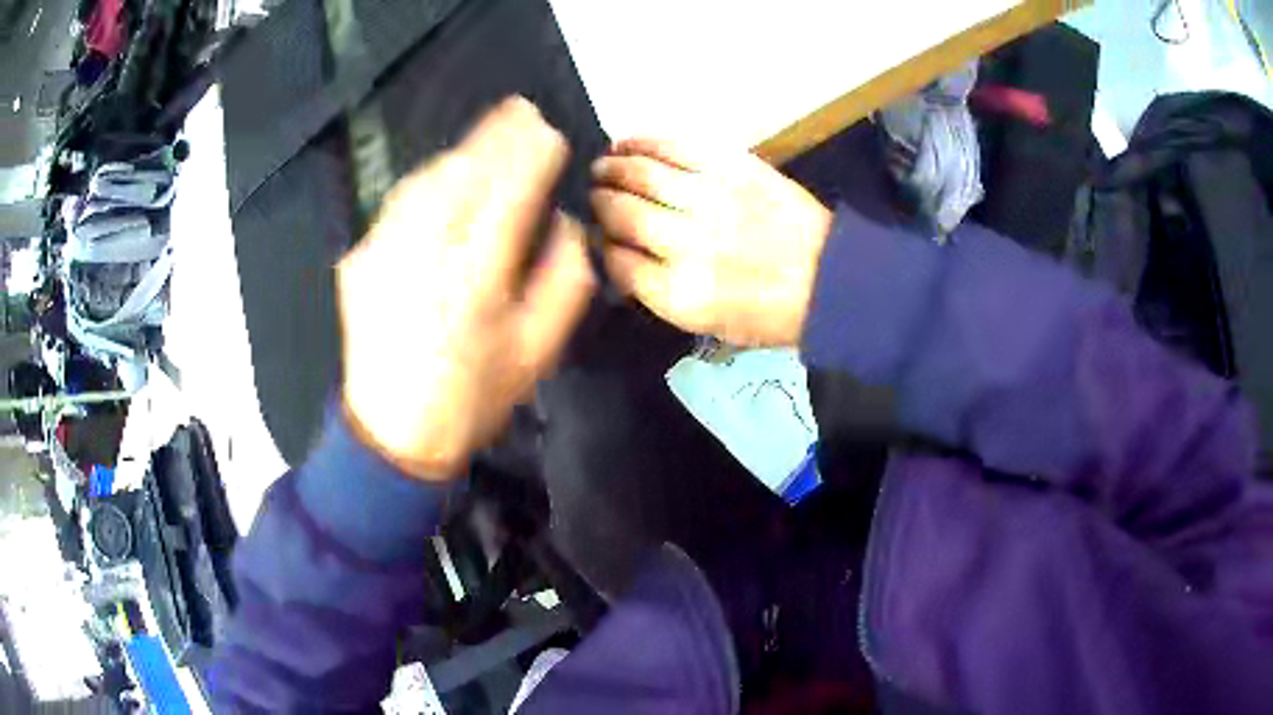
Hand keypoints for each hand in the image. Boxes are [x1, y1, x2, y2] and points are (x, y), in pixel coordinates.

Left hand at [338, 97, 594, 478]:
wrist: (395, 434)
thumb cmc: (475, 396)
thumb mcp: (538, 352)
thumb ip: (563, 281)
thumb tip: (564, 224)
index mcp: (476, 280)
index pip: (510, 193)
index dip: (533, 154)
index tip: (550, 133)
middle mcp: (426, 255)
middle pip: (464, 172)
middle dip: (497, 135)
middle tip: (522, 111)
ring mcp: (384, 254)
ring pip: (425, 181)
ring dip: (460, 151)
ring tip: (487, 137)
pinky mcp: (360, 261)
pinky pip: (397, 206)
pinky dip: (425, 181)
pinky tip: (442, 179)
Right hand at [591, 138, 831, 345]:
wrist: (830, 278)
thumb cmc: (770, 314)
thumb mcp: (707, 326)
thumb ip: (658, 294)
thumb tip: (618, 256)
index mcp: (679, 294)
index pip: (616, 261)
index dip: (601, 244)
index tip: (599, 235)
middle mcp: (687, 245)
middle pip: (621, 214)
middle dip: (600, 203)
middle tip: (595, 195)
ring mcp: (711, 201)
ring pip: (641, 175)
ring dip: (612, 168)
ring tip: (602, 166)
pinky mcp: (733, 168)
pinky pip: (676, 147)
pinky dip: (644, 142)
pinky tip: (626, 143)